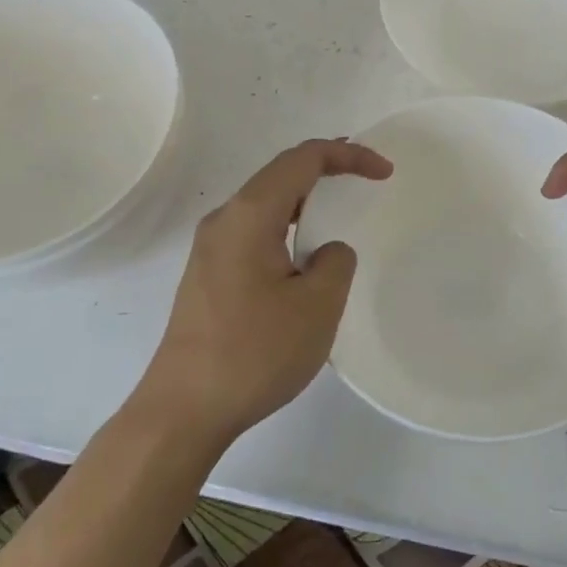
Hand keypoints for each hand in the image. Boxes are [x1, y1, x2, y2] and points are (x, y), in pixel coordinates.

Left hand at [140, 138, 392, 443]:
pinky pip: (255, 230)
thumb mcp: (316, 306)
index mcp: (249, 214)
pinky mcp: (208, 275)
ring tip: (339, 207)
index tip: (383, 172)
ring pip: (266, 203)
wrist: (183, 411)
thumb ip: (335, 262)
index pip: (302, 159)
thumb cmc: (254, 353)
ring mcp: (211, 248)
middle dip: (325, 167)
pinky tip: (303, 253)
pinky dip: (287, 225)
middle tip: (365, 175)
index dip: (347, 155)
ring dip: (305, 198)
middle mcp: (225, 220)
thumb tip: (325, 251)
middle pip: (280, 174)